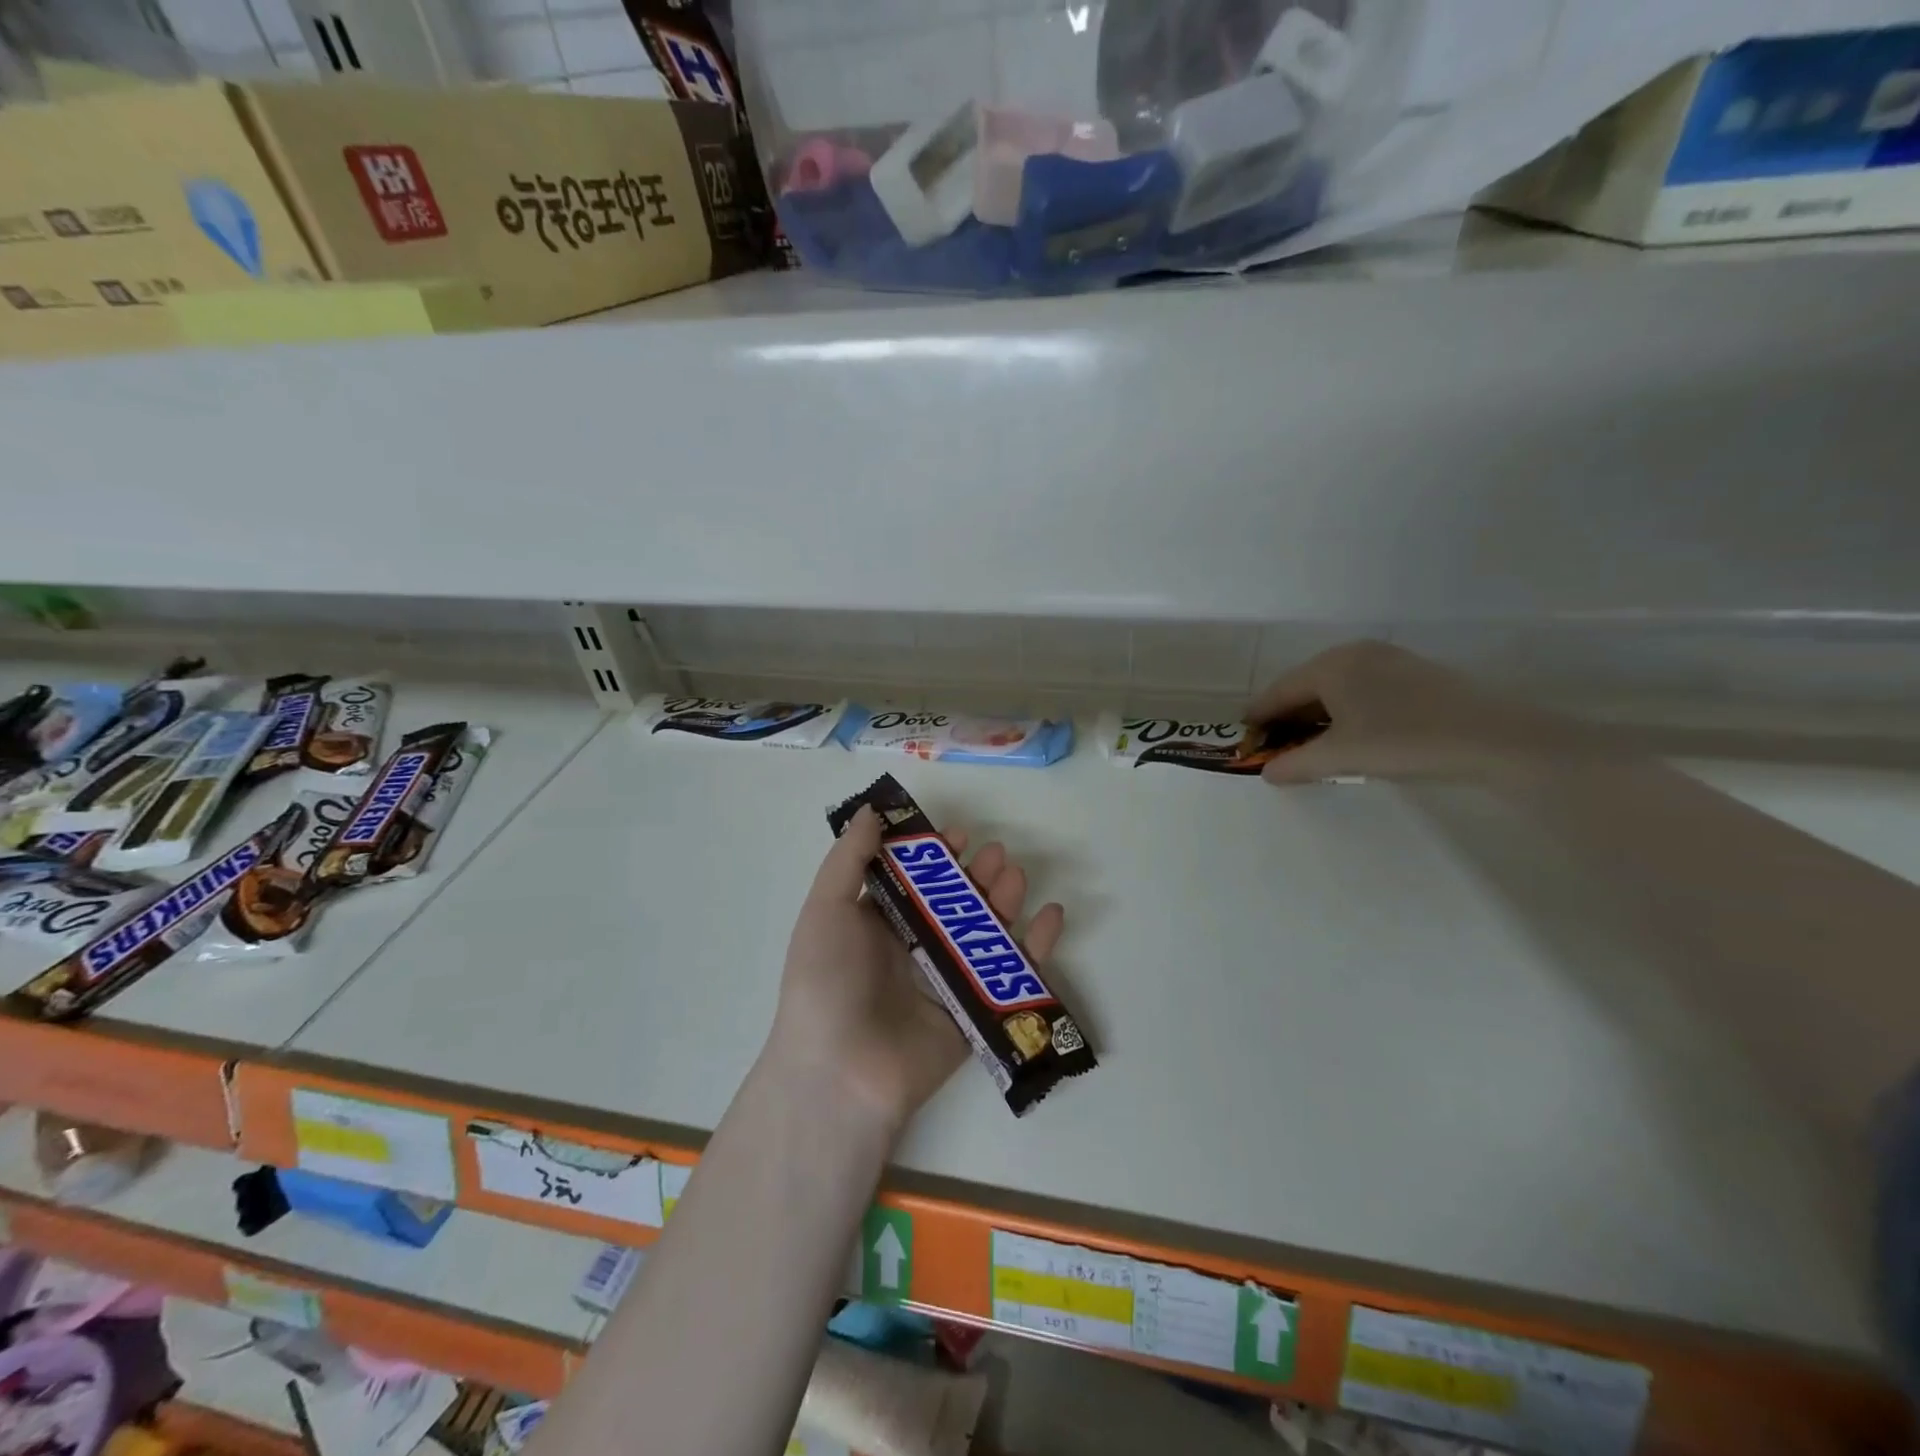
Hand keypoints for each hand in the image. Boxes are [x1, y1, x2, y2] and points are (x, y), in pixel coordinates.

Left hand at [771, 806, 1064, 1132]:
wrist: (841, 1072)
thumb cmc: (827, 981)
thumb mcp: (826, 909)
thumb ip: (849, 858)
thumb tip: (871, 810)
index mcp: (877, 924)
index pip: (915, 880)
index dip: (935, 855)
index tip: (956, 836)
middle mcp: (913, 948)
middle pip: (956, 902)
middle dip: (977, 874)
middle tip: (995, 854)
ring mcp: (946, 980)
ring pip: (986, 931)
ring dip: (1005, 899)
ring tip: (1015, 876)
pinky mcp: (976, 1011)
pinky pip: (1012, 974)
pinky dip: (1038, 945)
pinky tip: (1052, 915)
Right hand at [1250, 640, 1571, 785]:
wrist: (1493, 738)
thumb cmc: (1403, 740)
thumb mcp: (1341, 757)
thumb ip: (1296, 764)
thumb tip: (1266, 773)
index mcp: (1331, 665)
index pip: (1280, 690)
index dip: (1260, 715)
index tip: (1245, 736)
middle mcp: (1355, 653)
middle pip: (1306, 684)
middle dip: (1288, 715)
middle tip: (1275, 743)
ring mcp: (1388, 659)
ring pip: (1336, 686)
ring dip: (1317, 713)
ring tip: (1309, 742)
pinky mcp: (1415, 673)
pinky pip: (1362, 688)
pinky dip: (1345, 709)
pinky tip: (1351, 732)